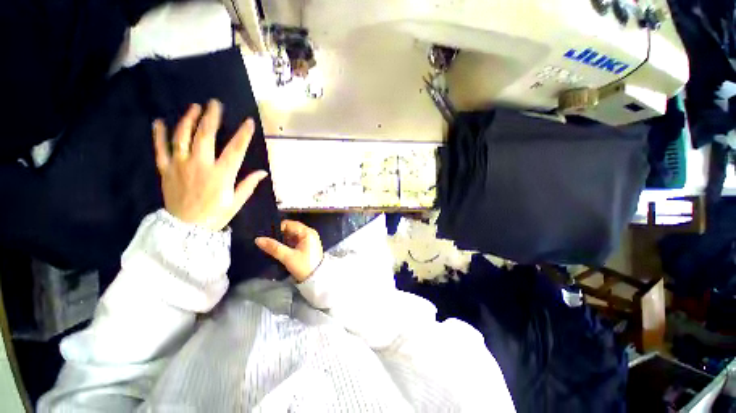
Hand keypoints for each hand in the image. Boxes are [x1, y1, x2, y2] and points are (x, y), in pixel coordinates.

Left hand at [153, 99, 267, 230]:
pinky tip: (159, 122)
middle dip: (211, 117)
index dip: (243, 134)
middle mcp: (200, 165)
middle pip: (205, 135)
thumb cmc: (216, 215)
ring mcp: (180, 165)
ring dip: (188, 119)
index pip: (235, 149)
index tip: (248, 121)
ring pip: (182, 137)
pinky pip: (160, 149)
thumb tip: (262, 172)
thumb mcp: (236, 201)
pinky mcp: (166, 170)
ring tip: (194, 107)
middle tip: (215, 103)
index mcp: (221, 174)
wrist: (186, 228)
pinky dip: (158, 135)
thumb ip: (248, 184)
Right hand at [255, 220, 323, 281]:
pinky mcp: (308, 245)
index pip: (289, 224)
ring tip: (270, 245)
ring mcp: (309, 239)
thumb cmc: (304, 266)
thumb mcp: (288, 257)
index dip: (277, 228)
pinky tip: (278, 249)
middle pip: (291, 229)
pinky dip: (287, 243)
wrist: (317, 279)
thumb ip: (274, 247)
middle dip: (279, 234)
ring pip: (292, 235)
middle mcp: (309, 232)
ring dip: (282, 239)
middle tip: (265, 240)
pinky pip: (295, 240)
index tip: (265, 236)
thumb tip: (258, 239)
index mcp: (307, 232)